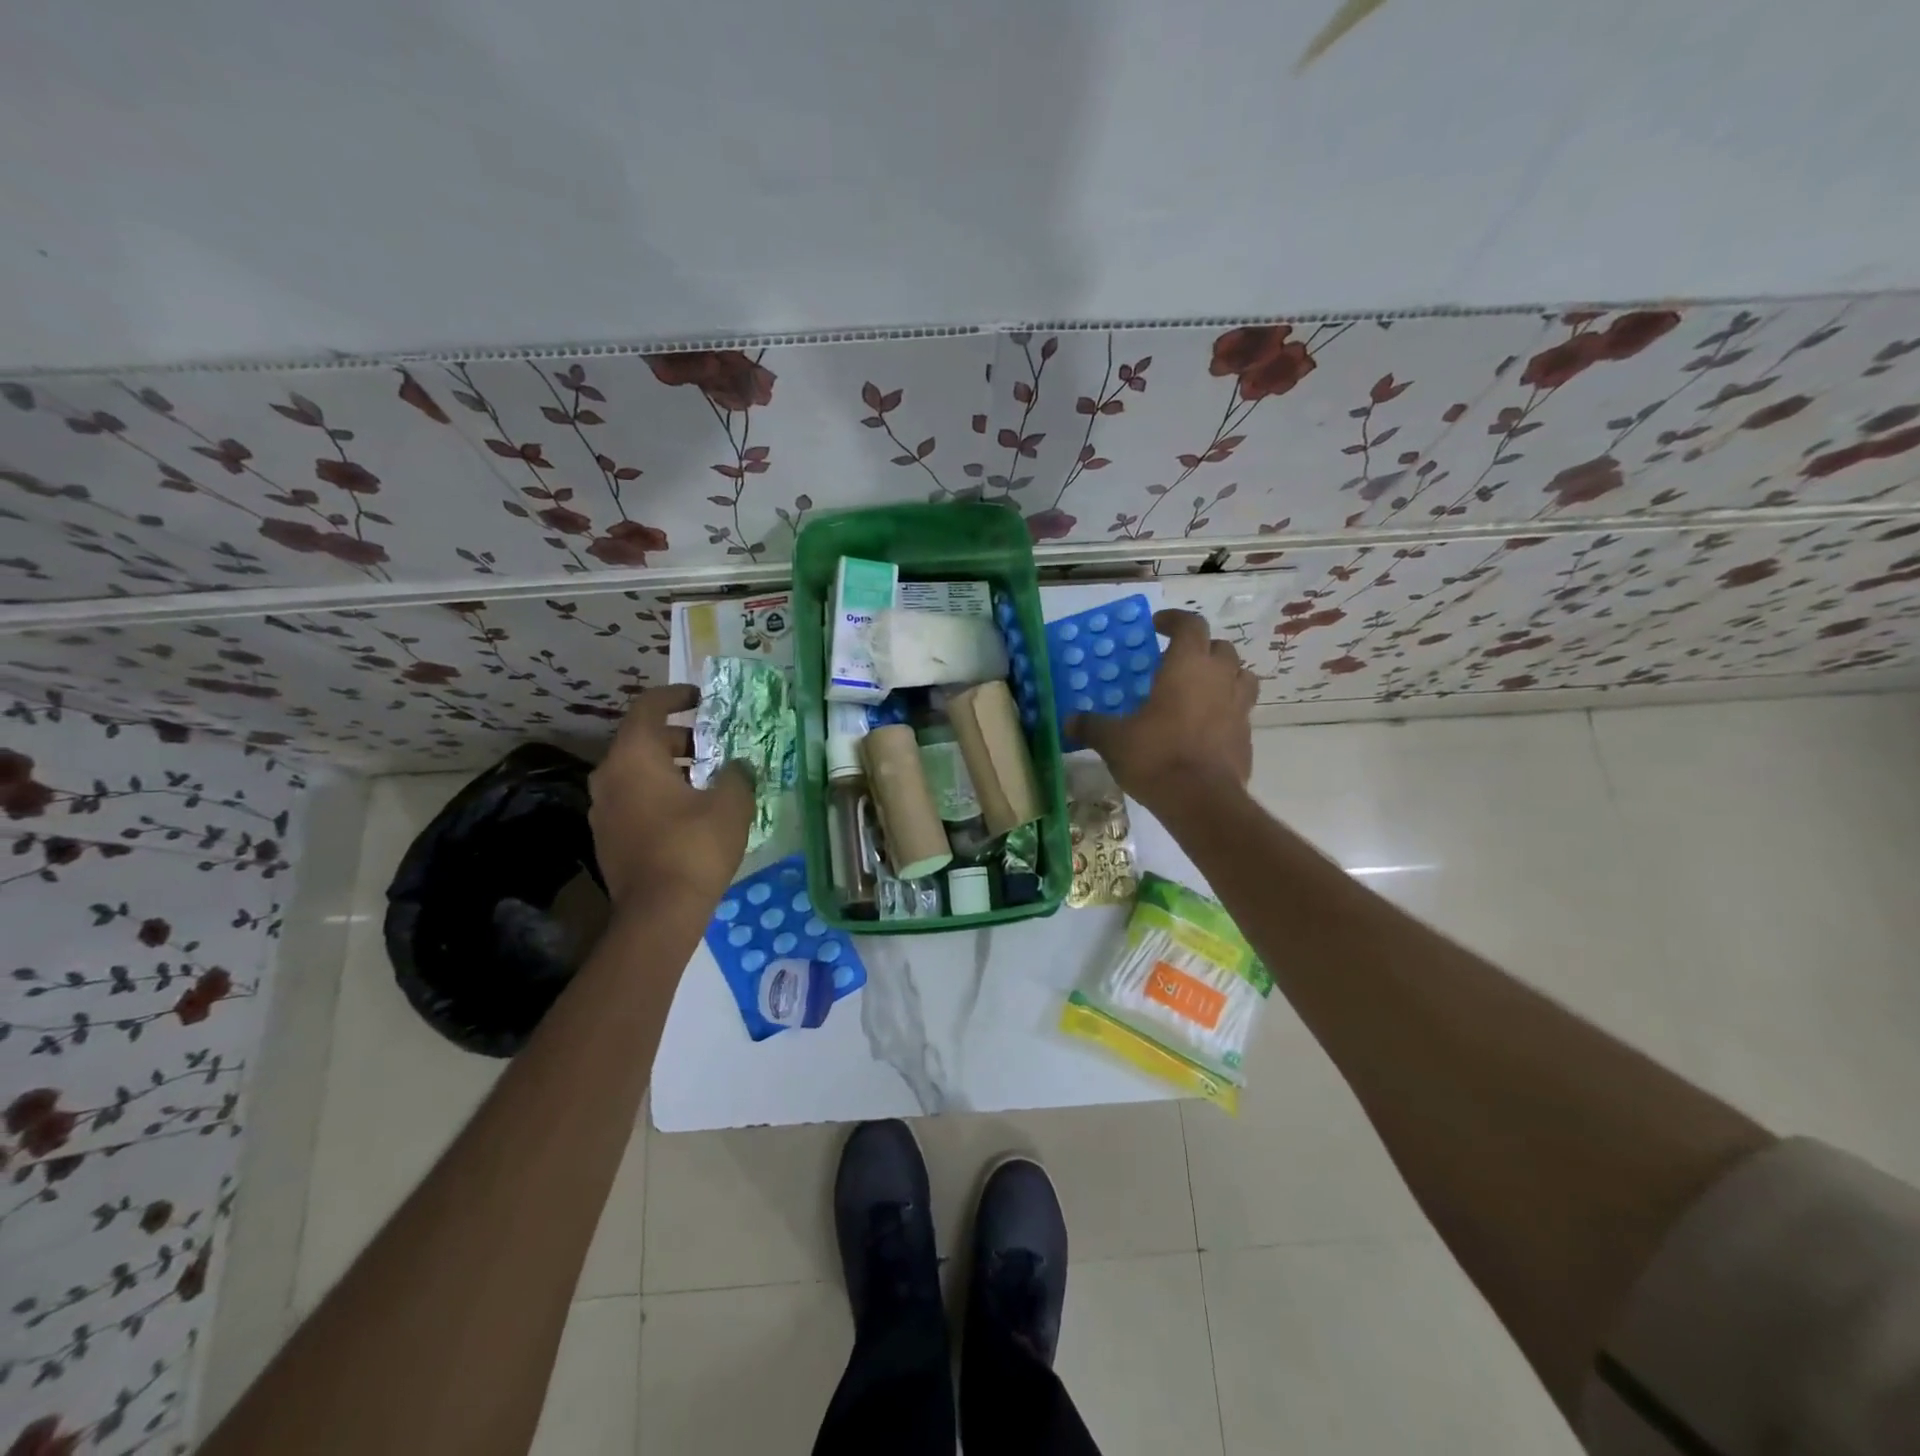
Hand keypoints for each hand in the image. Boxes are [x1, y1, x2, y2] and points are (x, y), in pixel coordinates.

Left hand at [589, 684, 753, 911]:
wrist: (658, 913)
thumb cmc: (694, 846)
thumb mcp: (731, 804)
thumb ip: (737, 774)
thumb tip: (737, 766)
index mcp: (634, 756)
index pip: (649, 707)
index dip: (676, 695)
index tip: (701, 698)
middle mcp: (609, 775)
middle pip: (642, 739)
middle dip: (679, 736)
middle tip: (713, 745)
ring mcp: (603, 809)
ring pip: (636, 771)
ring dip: (670, 767)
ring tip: (707, 780)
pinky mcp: (607, 837)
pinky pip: (633, 798)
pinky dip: (658, 792)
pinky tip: (689, 812)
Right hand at [1067, 609, 1257, 813]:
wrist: (1201, 800)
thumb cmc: (1156, 756)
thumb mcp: (1113, 740)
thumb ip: (1092, 726)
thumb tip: (1069, 721)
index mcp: (1188, 666)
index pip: (1191, 625)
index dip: (1174, 620)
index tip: (1157, 626)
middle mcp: (1219, 678)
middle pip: (1220, 648)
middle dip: (1200, 649)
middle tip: (1176, 662)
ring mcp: (1239, 707)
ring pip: (1240, 676)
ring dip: (1223, 675)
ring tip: (1200, 689)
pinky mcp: (1247, 736)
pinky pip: (1240, 711)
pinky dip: (1226, 710)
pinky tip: (1205, 727)